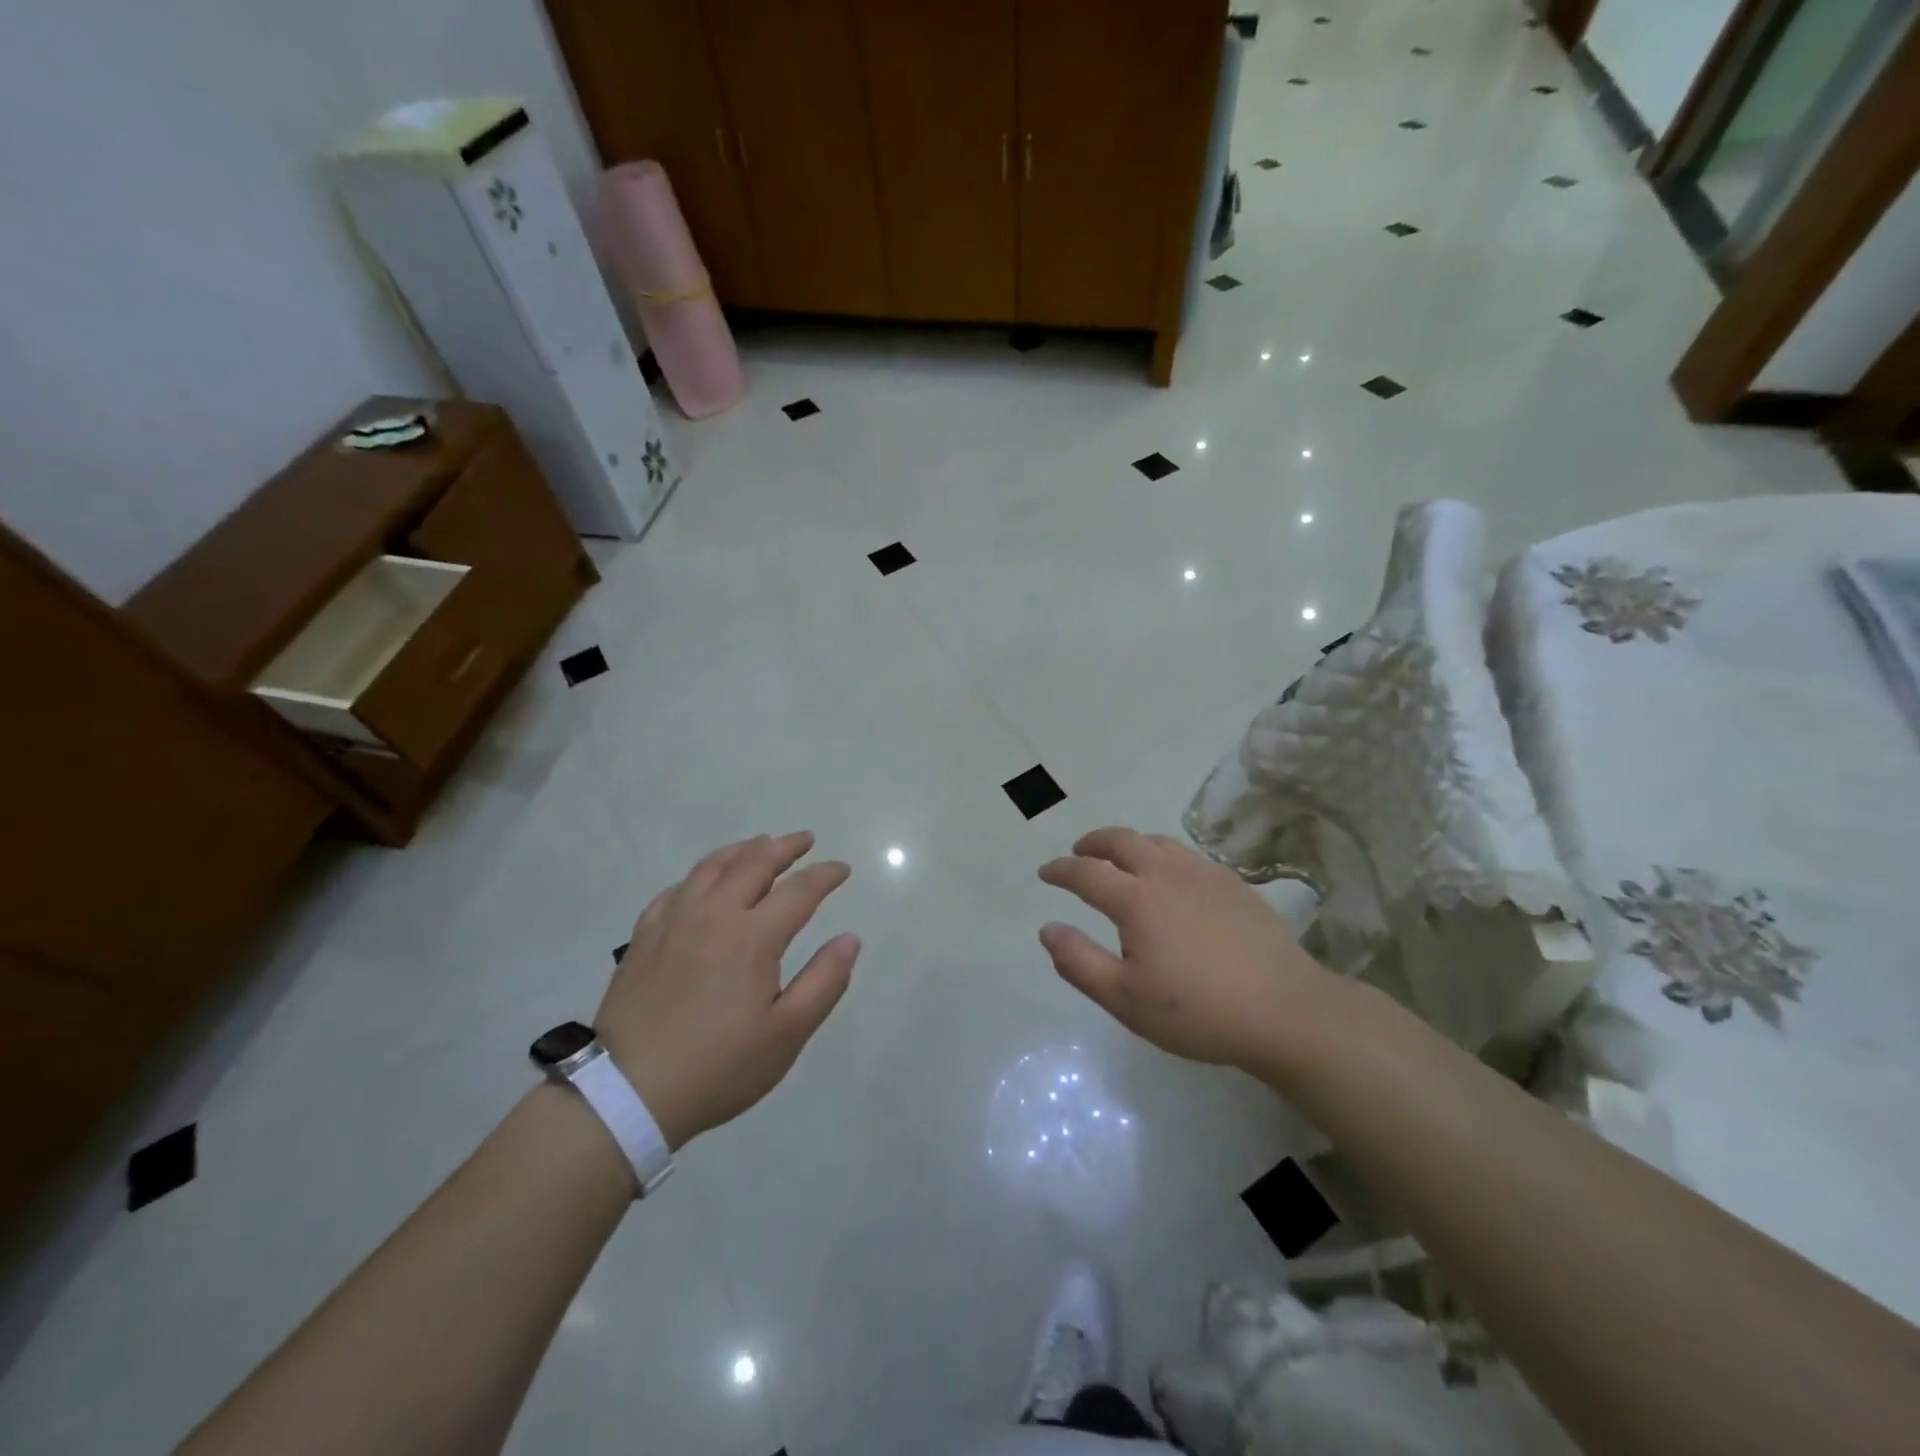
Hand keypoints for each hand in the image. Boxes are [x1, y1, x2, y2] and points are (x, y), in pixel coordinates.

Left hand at [597, 831, 858, 1149]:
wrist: (628, 1092)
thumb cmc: (719, 1066)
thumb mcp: (786, 1034)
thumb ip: (824, 981)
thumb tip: (850, 939)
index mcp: (753, 936)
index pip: (799, 890)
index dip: (825, 875)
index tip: (842, 869)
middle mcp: (714, 915)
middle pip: (754, 863)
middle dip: (785, 847)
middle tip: (805, 840)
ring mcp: (674, 921)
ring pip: (711, 867)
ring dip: (743, 850)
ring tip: (760, 845)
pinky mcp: (644, 936)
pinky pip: (676, 889)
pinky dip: (700, 876)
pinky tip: (703, 883)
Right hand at [1038, 827, 1335, 1074]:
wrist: (1285, 1011)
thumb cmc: (1198, 1011)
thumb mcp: (1125, 999)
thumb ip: (1079, 962)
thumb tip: (1048, 929)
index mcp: (1136, 900)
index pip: (1086, 873)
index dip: (1060, 870)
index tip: (1045, 873)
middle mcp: (1167, 874)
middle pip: (1122, 840)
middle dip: (1093, 842)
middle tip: (1079, 851)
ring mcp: (1205, 875)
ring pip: (1158, 842)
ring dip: (1131, 844)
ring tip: (1122, 858)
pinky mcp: (1235, 884)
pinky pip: (1189, 856)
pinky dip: (1165, 856)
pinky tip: (1173, 879)